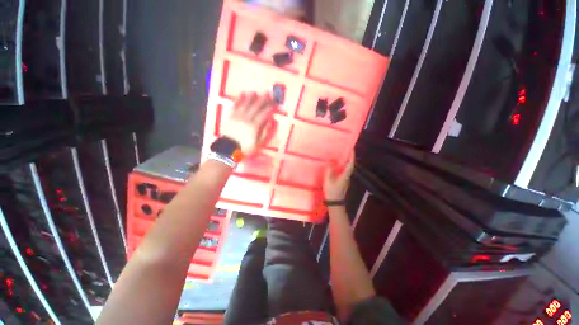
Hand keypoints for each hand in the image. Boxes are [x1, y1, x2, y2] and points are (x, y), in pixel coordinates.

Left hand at [221, 92, 274, 154]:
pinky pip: (235, 106)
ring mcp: (238, 116)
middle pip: (256, 107)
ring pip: (245, 104)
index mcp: (255, 125)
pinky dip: (238, 100)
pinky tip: (241, 95)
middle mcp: (247, 118)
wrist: (229, 149)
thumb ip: (266, 132)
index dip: (270, 108)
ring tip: (255, 92)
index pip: (264, 114)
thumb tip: (271, 121)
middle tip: (267, 93)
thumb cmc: (246, 147)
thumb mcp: (259, 143)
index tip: (274, 103)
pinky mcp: (231, 116)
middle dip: (262, 100)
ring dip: (250, 97)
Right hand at [323, 151, 354, 200]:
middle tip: (345, 149)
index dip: (351, 156)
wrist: (334, 202)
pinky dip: (342, 166)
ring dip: (345, 161)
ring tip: (340, 154)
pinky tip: (336, 164)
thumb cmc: (332, 191)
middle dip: (349, 157)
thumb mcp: (328, 180)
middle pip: (350, 165)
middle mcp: (347, 176)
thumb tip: (331, 160)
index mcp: (345, 175)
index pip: (350, 164)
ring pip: (347, 168)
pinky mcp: (342, 181)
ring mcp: (345, 179)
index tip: (351, 148)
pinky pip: (343, 171)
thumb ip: (330, 169)